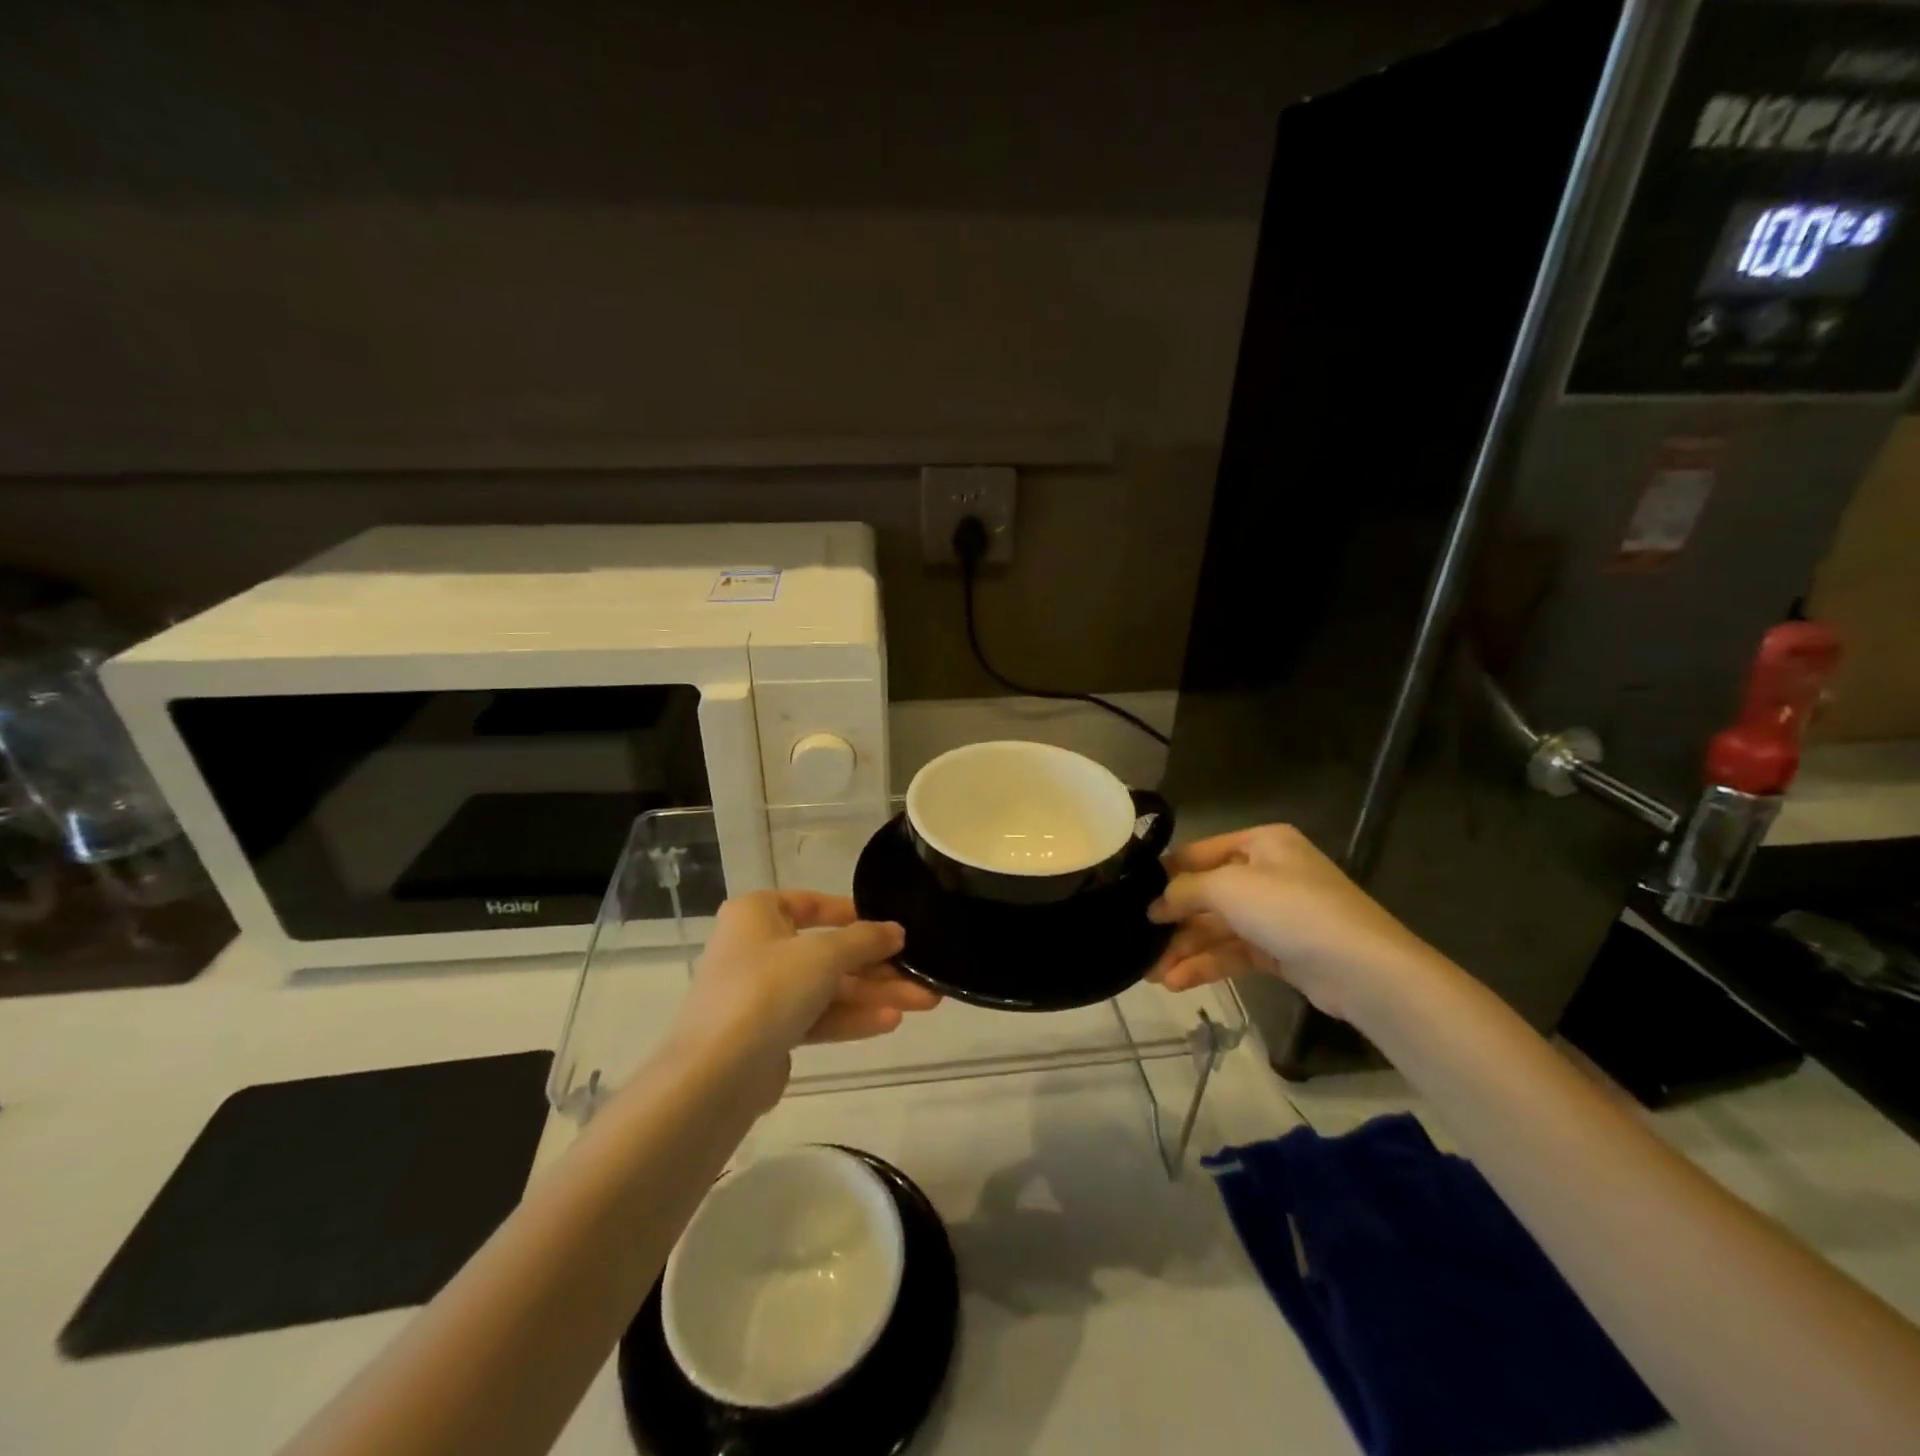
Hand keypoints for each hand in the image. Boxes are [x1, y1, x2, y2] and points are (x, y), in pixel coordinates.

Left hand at [670, 891, 939, 1086]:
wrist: (716, 1074)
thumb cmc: (768, 989)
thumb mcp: (824, 955)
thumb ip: (864, 940)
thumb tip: (896, 931)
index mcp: (757, 914)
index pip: (812, 904)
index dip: (854, 915)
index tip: (891, 929)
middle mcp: (756, 948)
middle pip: (827, 952)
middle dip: (876, 966)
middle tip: (922, 975)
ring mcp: (761, 994)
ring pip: (826, 987)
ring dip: (873, 994)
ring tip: (924, 1001)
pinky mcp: (768, 1034)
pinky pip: (816, 1017)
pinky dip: (851, 1017)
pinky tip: (891, 1022)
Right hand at [1146, 825, 1438, 1021]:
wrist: (1363, 969)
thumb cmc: (1291, 909)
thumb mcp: (1228, 887)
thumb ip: (1185, 890)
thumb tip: (1155, 904)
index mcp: (1262, 843)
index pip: (1200, 853)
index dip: (1166, 875)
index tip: (1132, 897)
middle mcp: (1269, 873)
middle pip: (1208, 895)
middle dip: (1174, 922)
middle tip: (1139, 943)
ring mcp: (1277, 914)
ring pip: (1218, 928)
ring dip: (1185, 949)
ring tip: (1152, 974)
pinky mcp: (1282, 951)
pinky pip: (1234, 952)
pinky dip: (1206, 965)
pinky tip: (1177, 981)